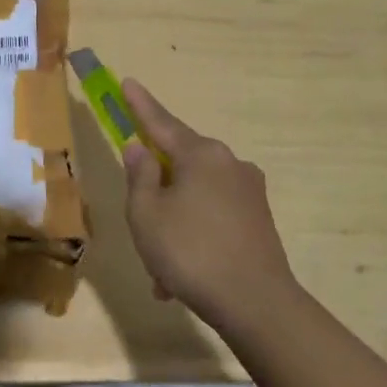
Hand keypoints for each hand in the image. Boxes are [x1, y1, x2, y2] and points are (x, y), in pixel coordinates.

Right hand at [121, 78, 299, 325]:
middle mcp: (229, 163)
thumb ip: (139, 176)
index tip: (127, 82)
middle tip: (136, 219)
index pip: (160, 122)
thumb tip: (139, 149)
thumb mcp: (146, 214)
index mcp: (201, 154)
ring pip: (194, 196)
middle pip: (179, 163)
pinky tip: (178, 278)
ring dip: (172, 221)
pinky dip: (193, 235)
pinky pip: (213, 216)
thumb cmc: (191, 253)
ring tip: (158, 269)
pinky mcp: (259, 219)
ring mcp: (249, 191)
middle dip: (155, 189)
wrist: (257, 304)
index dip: (139, 105)